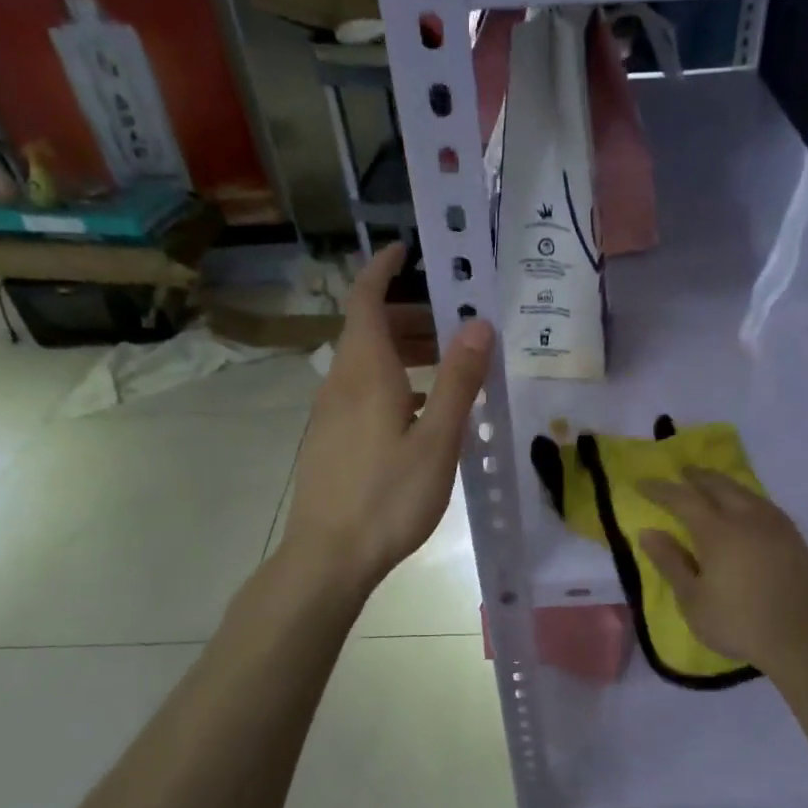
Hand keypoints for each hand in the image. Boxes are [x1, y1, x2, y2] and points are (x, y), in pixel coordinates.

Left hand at [282, 245, 494, 594]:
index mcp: (365, 372)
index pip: (366, 300)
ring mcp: (329, 413)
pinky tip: (420, 416)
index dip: (382, 270)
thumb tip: (479, 325)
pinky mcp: (329, 439)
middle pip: (369, 331)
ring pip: (366, 364)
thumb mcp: (437, 439)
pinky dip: (392, 383)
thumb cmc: (389, 496)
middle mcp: (340, 383)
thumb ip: (457, 380)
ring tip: (446, 371)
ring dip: (403, 353)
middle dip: (409, 317)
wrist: (329, 556)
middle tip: (454, 328)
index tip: (407, 251)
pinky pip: (360, 391)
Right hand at [638, 469, 807, 676]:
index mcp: (718, 531)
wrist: (805, 641)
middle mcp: (747, 518)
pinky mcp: (794, 537)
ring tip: (710, 485)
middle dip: (696, 476)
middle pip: (718, 484)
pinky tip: (744, 508)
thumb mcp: (693, 600)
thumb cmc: (739, 624)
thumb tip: (648, 533)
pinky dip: (744, 497)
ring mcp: (775, 525)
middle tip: (681, 472)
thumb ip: (671, 562)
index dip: (660, 489)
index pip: (683, 499)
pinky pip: (762, 503)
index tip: (642, 483)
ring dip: (722, 483)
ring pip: (744, 491)